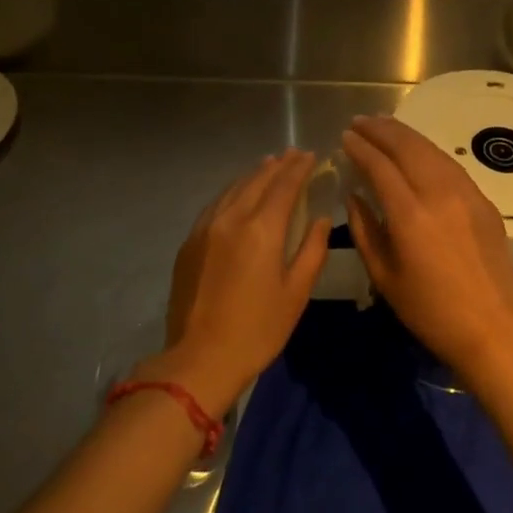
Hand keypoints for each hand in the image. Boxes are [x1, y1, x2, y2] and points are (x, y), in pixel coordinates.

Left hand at [136, 149, 329, 415]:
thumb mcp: (296, 293)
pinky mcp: (190, 241)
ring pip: (233, 188)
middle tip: (293, 154)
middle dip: (278, 165)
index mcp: (261, 229)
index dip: (299, 168)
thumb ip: (312, 249)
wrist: (200, 357)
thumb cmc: (258, 329)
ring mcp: (206, 228)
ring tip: (269, 165)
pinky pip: (216, 204)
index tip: (310, 155)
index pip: (284, 185)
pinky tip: (238, 193)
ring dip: (254, 174)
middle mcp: (232, 218)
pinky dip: (233, 191)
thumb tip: (321, 218)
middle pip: (257, 180)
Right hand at [340, 114, 512, 382]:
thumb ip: (365, 231)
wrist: (492, 328)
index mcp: (410, 215)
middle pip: (407, 147)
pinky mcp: (484, 201)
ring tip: (385, 125)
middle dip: (381, 130)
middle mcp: (439, 194)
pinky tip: (418, 150)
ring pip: (432, 150)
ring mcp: (466, 194)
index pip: (380, 166)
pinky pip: (451, 165)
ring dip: (405, 134)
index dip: (360, 148)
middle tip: (361, 121)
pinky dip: (429, 151)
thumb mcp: (384, 277)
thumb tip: (354, 197)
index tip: (345, 136)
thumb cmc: (430, 311)